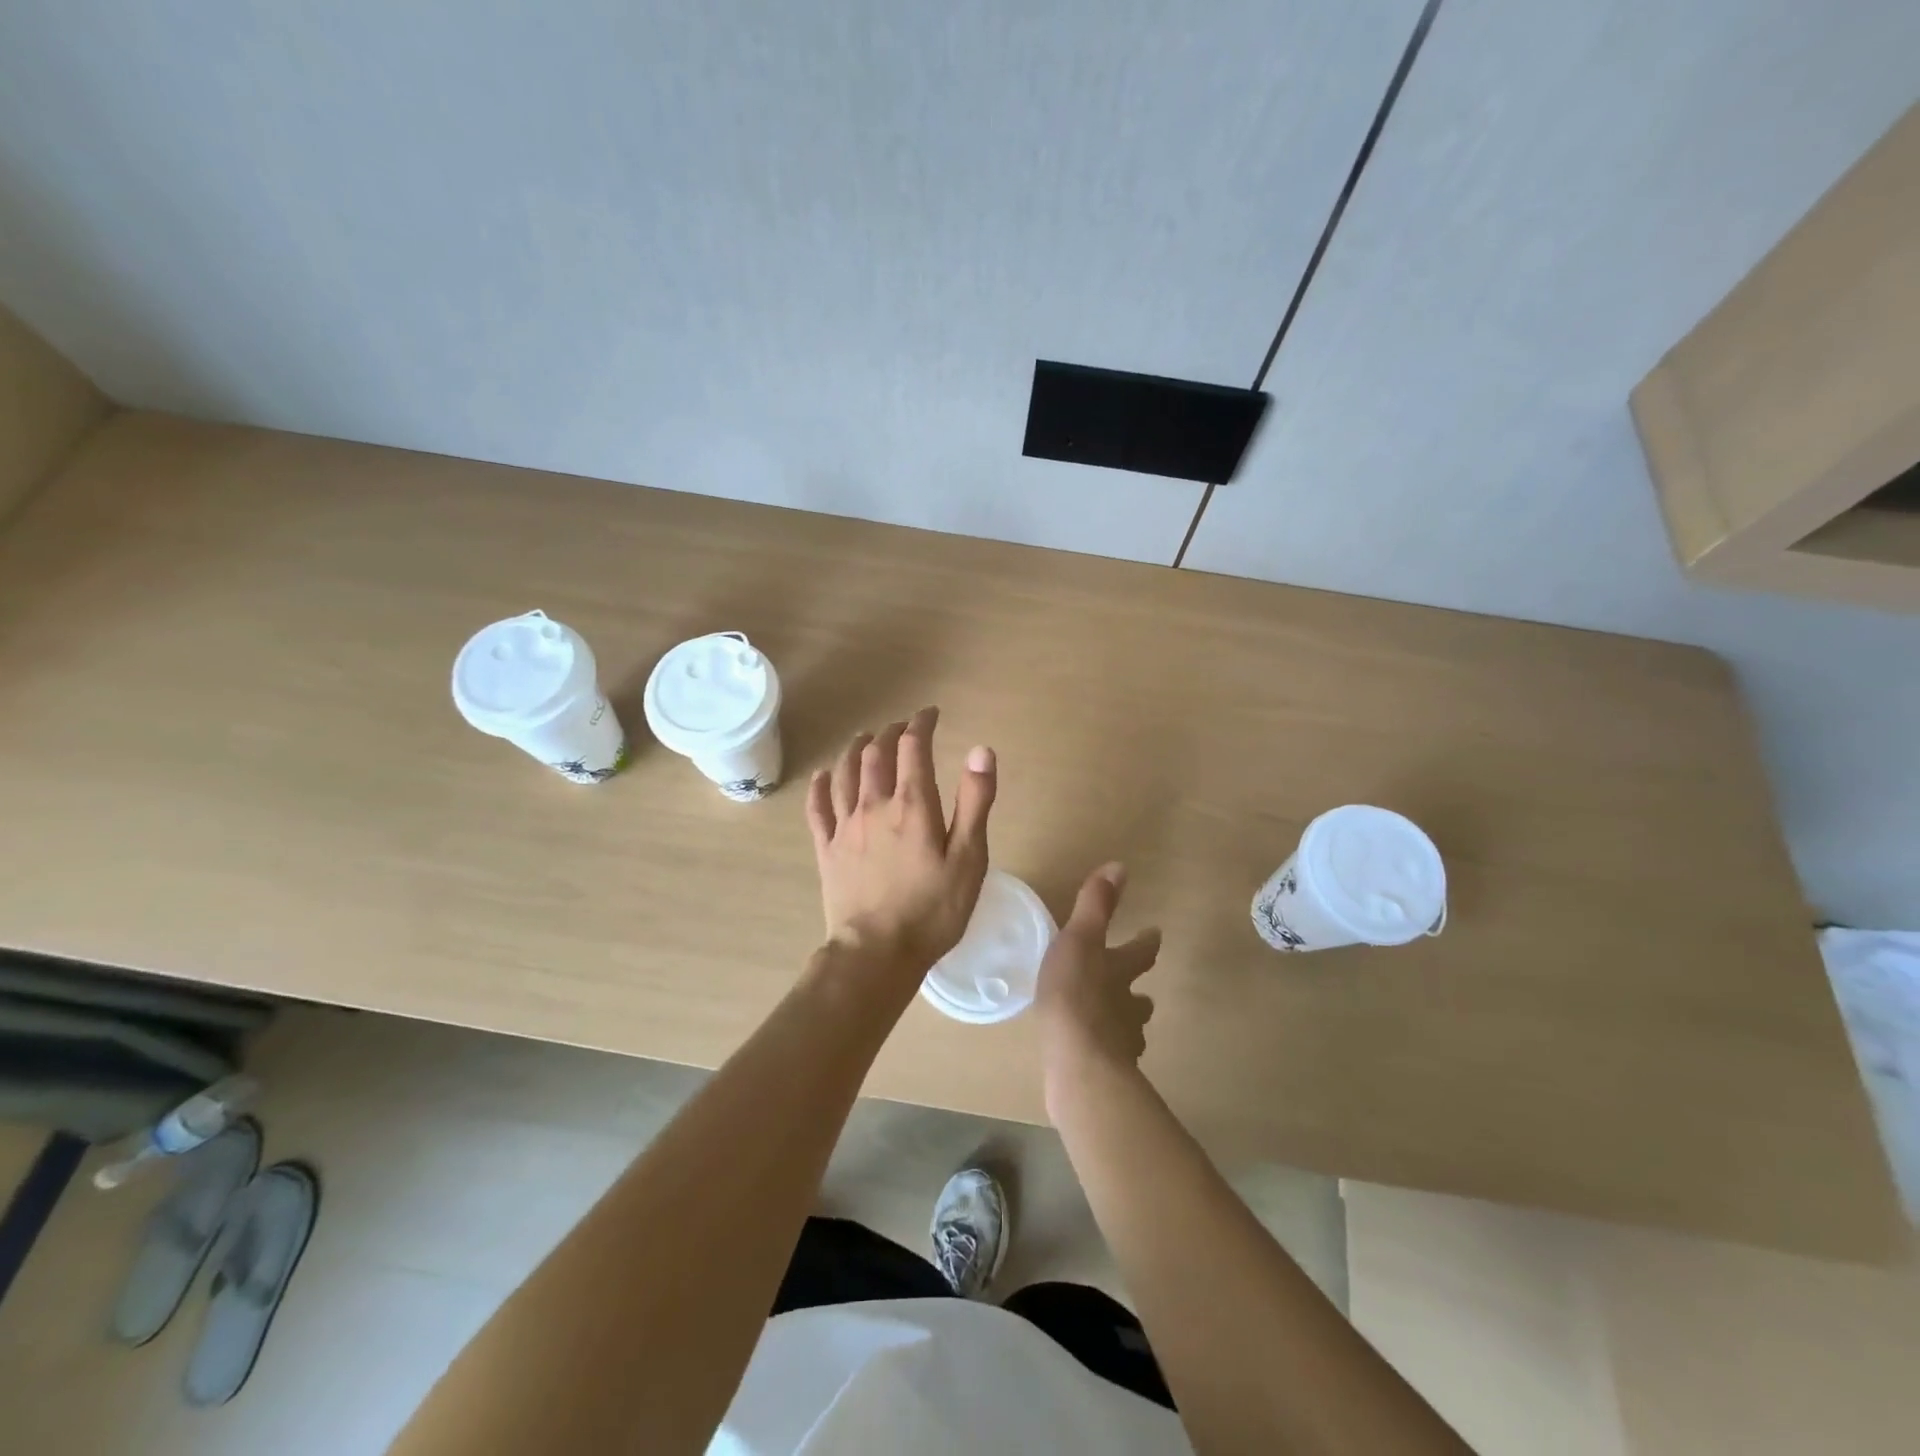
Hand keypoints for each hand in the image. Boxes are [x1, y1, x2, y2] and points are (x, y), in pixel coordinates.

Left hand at [806, 706, 996, 981]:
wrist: (877, 953)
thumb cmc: (932, 910)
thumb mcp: (969, 858)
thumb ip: (975, 802)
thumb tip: (980, 749)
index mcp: (912, 805)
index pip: (913, 748)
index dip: (921, 725)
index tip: (929, 714)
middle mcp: (874, 805)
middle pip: (875, 755)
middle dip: (889, 733)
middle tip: (901, 727)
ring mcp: (845, 827)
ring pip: (844, 774)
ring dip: (855, 750)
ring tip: (864, 739)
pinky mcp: (826, 850)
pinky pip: (817, 808)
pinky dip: (820, 786)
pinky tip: (823, 776)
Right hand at [1037, 863, 1161, 1102]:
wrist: (1079, 1062)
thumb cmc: (1075, 994)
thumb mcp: (1080, 940)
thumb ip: (1096, 906)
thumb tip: (1120, 866)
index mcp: (1120, 971)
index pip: (1141, 952)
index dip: (1147, 942)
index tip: (1155, 933)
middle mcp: (1128, 1006)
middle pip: (1140, 997)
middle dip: (1137, 991)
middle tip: (1136, 991)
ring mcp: (1121, 1042)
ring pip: (1129, 1029)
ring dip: (1123, 1023)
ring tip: (1112, 1024)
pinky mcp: (1106, 1071)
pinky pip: (1110, 1058)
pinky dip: (1105, 1052)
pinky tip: (1092, 1056)